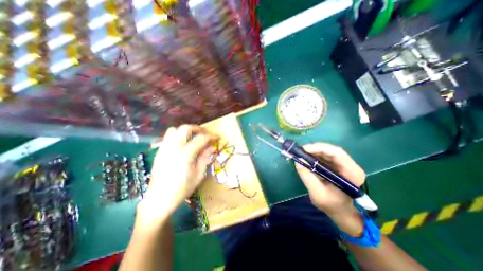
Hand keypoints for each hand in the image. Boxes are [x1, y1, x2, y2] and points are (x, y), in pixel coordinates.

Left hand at [137, 126, 217, 227]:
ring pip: (174, 130)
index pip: (201, 139)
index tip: (217, 137)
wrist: (159, 199)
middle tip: (205, 134)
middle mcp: (173, 147)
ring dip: (186, 131)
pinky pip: (168, 137)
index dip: (211, 136)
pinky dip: (178, 135)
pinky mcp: (160, 151)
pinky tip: (183, 144)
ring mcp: (164, 148)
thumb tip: (211, 146)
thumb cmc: (182, 189)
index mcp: (185, 154)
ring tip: (193, 137)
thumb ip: (205, 158)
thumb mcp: (199, 174)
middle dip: (198, 128)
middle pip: (185, 128)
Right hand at [295, 143, 365, 235]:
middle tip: (301, 150)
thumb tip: (298, 161)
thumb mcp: (317, 194)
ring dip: (314, 151)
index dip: (320, 148)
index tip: (304, 149)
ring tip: (302, 154)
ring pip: (329, 152)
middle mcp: (351, 166)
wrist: (343, 213)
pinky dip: (315, 155)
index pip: (337, 153)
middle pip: (332, 150)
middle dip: (315, 149)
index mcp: (352, 173)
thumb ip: (307, 177)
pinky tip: (307, 158)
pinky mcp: (338, 166)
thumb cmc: (333, 206)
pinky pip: (326, 156)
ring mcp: (345, 165)